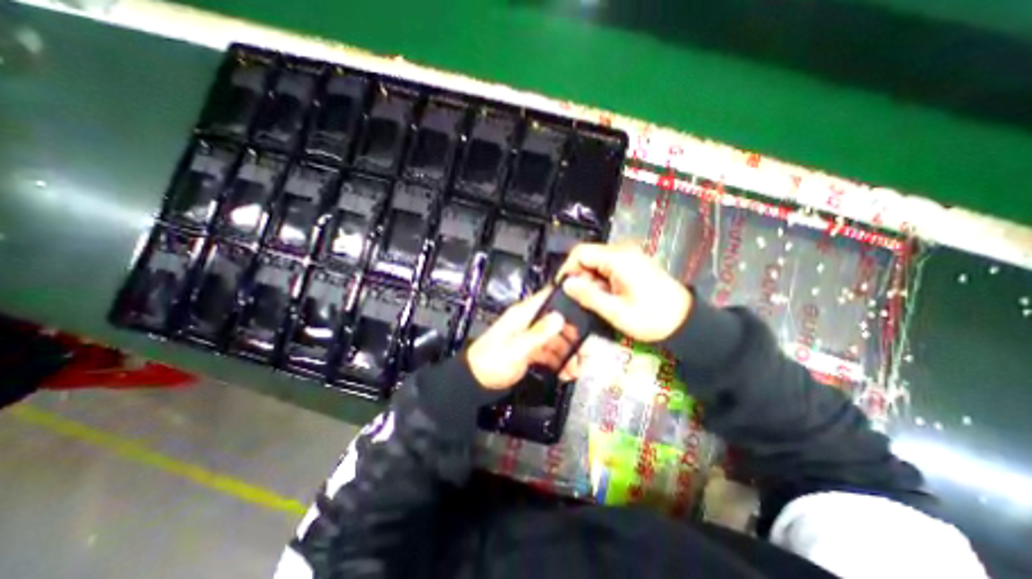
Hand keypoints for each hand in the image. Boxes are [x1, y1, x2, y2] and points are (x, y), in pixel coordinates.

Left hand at [466, 288, 578, 387]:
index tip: (586, 309)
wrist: (475, 382)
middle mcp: (527, 321)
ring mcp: (528, 336)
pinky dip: (557, 361)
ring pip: (555, 338)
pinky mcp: (528, 349)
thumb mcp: (517, 349)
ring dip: (567, 353)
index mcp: (523, 314)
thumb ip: (539, 333)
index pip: (548, 297)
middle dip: (572, 336)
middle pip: (557, 321)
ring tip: (575, 369)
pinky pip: (548, 351)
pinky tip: (564, 372)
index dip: (568, 299)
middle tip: (583, 353)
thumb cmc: (491, 362)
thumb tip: (559, 317)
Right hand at [556, 243, 692, 341]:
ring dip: (590, 280)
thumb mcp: (616, 311)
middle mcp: (622, 251)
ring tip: (596, 301)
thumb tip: (567, 285)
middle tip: (581, 299)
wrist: (684, 321)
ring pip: (596, 262)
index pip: (580, 252)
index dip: (567, 269)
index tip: (563, 288)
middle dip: (580, 277)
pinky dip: (601, 280)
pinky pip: (607, 266)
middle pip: (587, 256)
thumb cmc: (652, 318)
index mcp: (618, 259)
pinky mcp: (632, 263)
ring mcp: (629, 256)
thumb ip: (589, 296)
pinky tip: (606, 296)